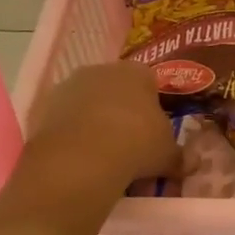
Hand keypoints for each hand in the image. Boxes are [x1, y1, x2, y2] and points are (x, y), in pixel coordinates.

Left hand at [23, 62, 181, 190]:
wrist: (81, 158)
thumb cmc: (136, 145)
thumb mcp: (167, 155)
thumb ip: (179, 157)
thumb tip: (192, 164)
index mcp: (137, 72)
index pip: (150, 82)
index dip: (153, 107)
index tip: (154, 131)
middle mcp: (101, 70)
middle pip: (115, 89)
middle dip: (122, 111)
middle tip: (129, 144)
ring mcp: (68, 86)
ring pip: (87, 102)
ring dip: (93, 121)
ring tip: (101, 154)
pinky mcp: (42, 106)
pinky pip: (64, 119)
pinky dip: (70, 134)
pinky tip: (78, 157)